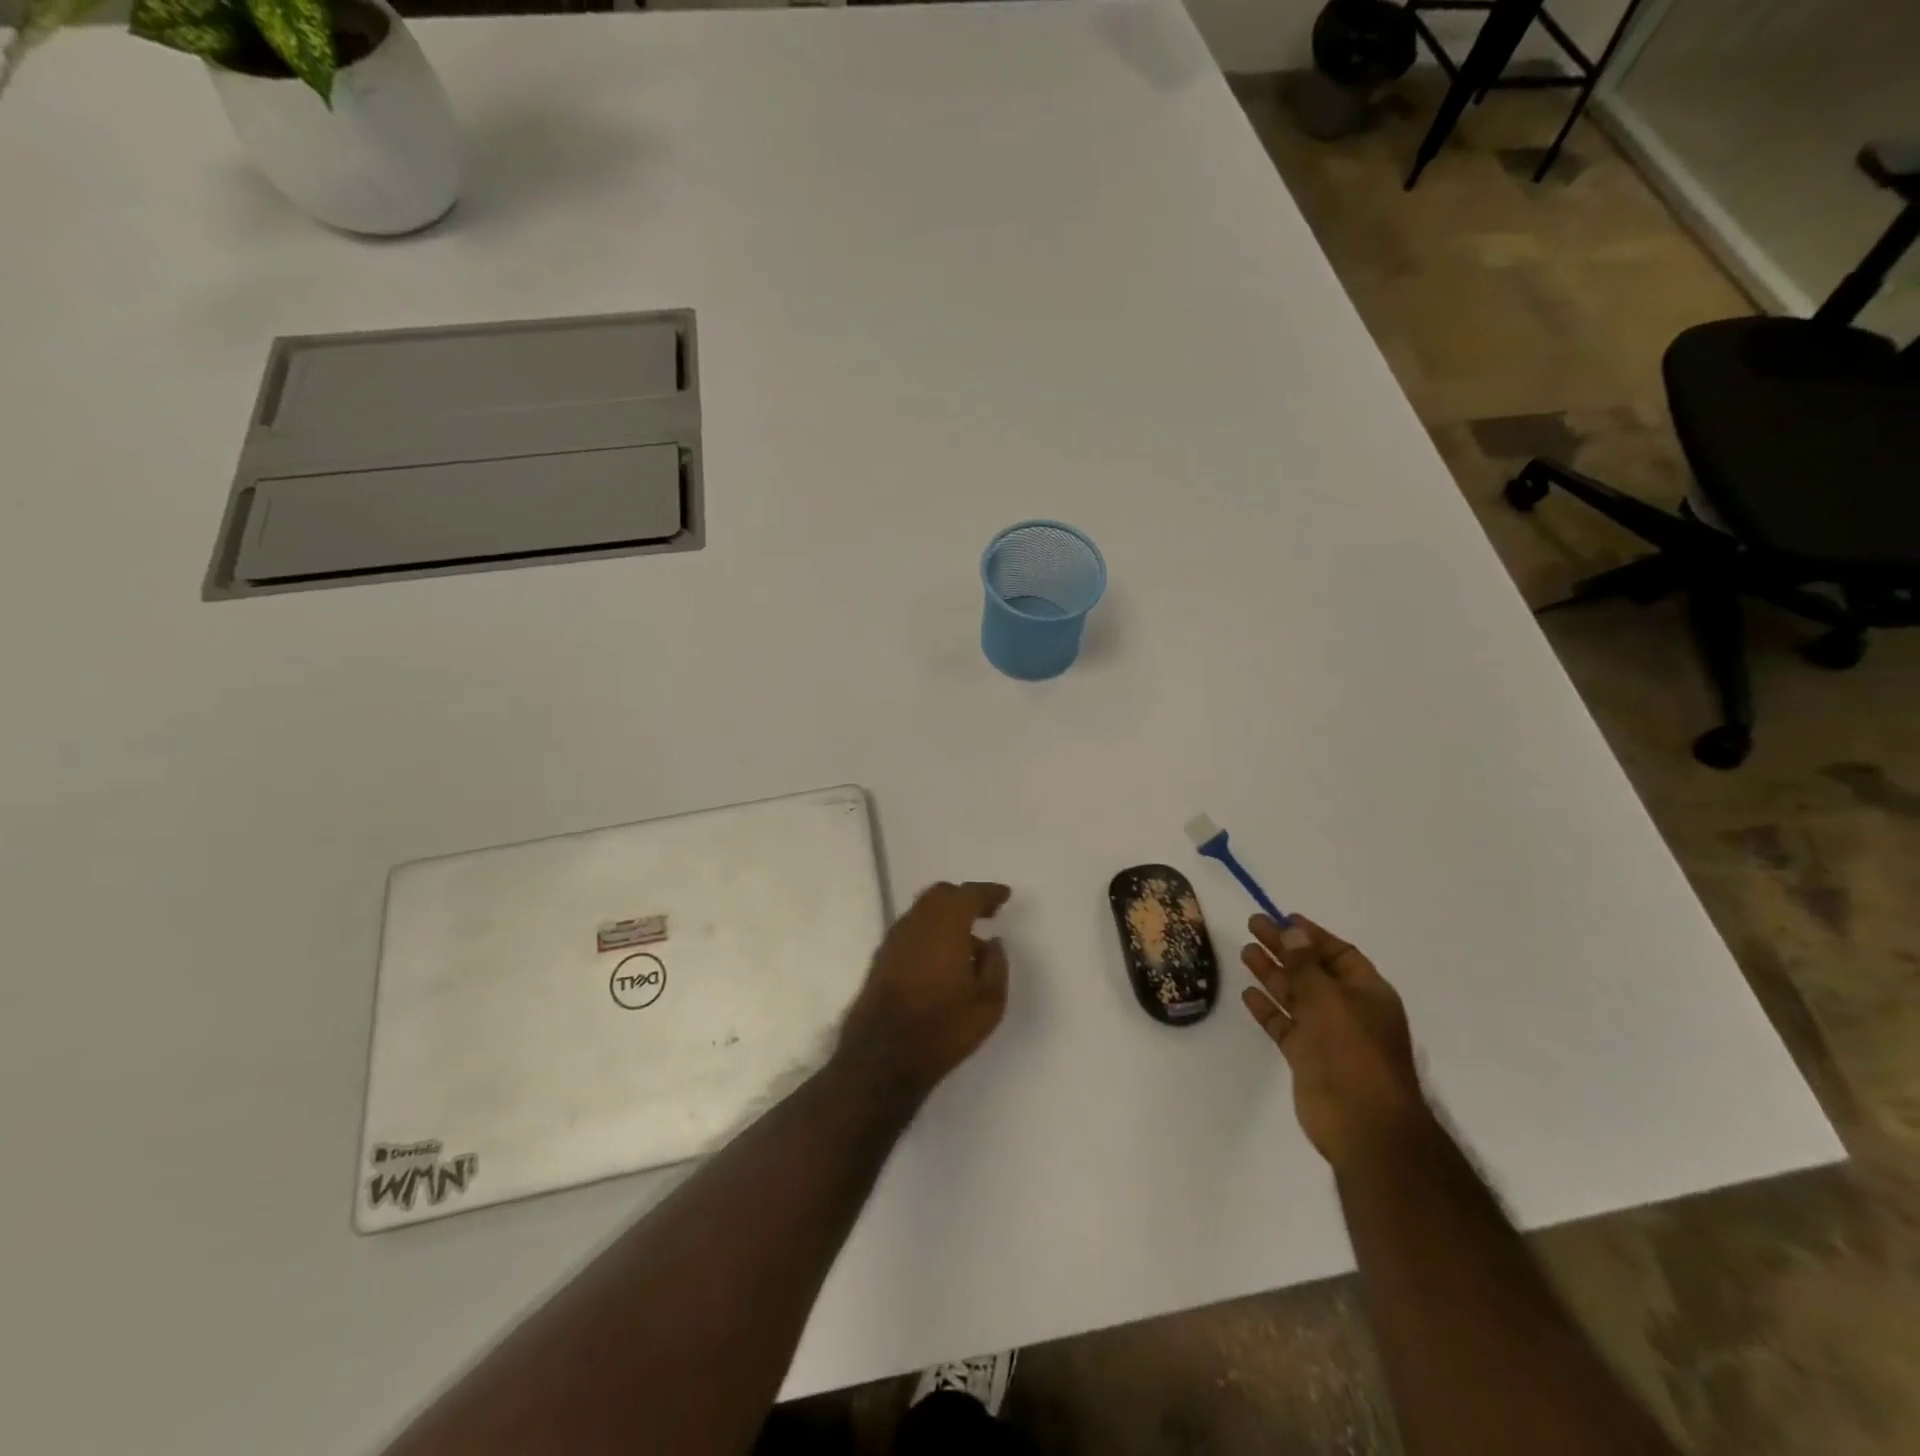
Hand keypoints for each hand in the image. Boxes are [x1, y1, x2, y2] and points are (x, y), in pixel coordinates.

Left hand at [837, 881, 1011, 1104]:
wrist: (882, 1057)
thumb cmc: (943, 1028)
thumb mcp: (988, 1003)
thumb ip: (996, 966)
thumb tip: (992, 943)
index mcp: (945, 925)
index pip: (969, 894)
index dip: (988, 892)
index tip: (1004, 896)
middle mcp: (916, 923)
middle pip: (941, 895)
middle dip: (965, 899)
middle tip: (986, 912)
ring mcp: (894, 939)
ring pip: (923, 911)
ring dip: (945, 916)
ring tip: (967, 941)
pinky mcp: (881, 958)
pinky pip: (911, 930)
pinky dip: (930, 931)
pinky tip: (942, 957)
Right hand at [1240, 914, 1429, 1171]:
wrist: (1363, 1125)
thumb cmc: (1351, 1051)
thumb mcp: (1327, 998)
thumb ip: (1305, 964)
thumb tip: (1293, 930)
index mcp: (1367, 992)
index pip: (1338, 953)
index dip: (1311, 935)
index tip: (1282, 918)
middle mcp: (1348, 1010)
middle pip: (1312, 970)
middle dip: (1284, 948)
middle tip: (1253, 926)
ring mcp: (1327, 1035)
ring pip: (1296, 996)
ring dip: (1272, 974)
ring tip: (1245, 952)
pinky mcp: (1308, 1058)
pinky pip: (1285, 1025)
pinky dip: (1268, 1009)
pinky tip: (1248, 994)